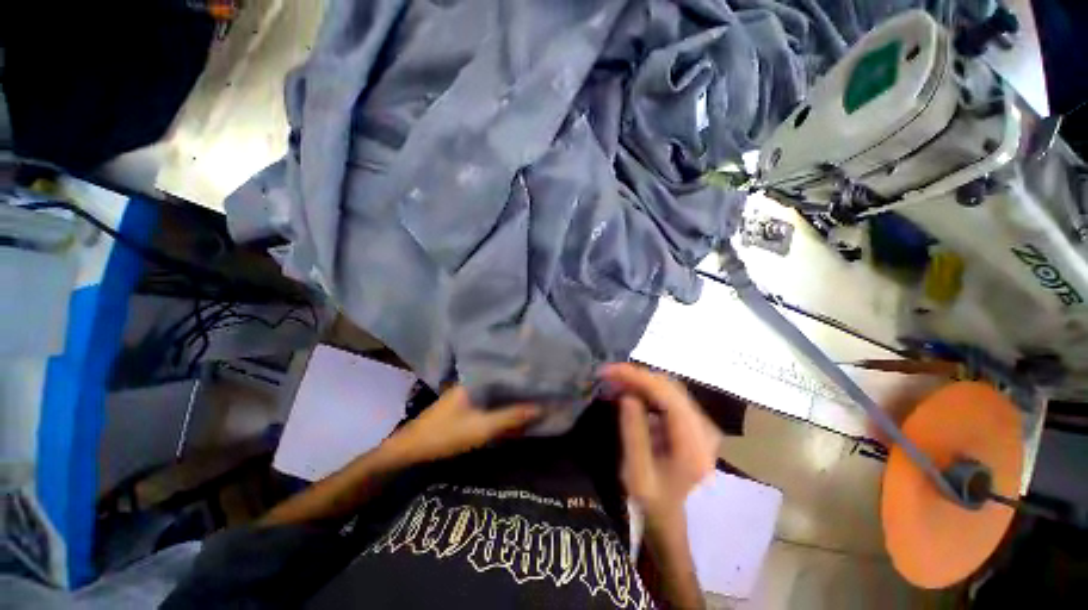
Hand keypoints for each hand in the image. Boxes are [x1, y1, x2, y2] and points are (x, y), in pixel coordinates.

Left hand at [385, 386, 539, 463]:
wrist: (411, 450)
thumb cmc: (446, 435)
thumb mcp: (482, 428)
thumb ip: (511, 417)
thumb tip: (541, 408)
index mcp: (476, 379)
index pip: (507, 370)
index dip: (525, 373)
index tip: (543, 376)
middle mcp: (473, 381)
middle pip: (503, 380)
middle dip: (521, 385)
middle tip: (543, 386)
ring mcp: (468, 393)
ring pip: (497, 390)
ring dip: (512, 395)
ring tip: (534, 395)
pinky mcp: (465, 405)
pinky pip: (490, 400)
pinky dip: (502, 403)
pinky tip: (514, 407)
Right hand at [601, 363, 719, 524]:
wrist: (671, 515)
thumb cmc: (652, 500)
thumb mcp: (636, 473)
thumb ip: (633, 432)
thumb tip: (628, 395)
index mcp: (693, 445)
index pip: (667, 395)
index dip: (638, 377)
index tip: (610, 371)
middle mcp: (704, 429)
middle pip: (669, 387)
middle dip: (636, 376)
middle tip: (608, 375)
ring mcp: (702, 424)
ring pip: (669, 388)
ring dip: (640, 381)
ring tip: (614, 381)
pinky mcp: (693, 422)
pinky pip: (668, 396)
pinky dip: (647, 389)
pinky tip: (629, 391)